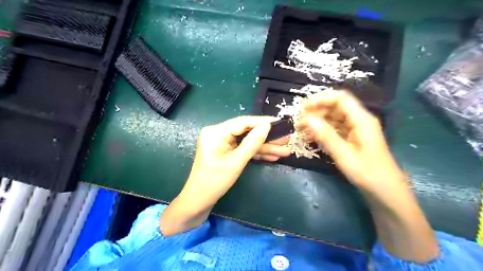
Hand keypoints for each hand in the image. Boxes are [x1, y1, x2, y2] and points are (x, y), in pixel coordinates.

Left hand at [162, 116, 289, 236]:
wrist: (198, 203)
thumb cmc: (214, 182)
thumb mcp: (236, 162)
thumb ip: (252, 143)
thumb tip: (267, 126)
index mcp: (216, 132)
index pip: (243, 122)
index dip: (262, 122)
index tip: (280, 122)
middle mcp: (218, 134)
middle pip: (247, 132)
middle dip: (267, 138)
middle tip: (286, 138)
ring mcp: (222, 144)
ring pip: (247, 142)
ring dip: (265, 148)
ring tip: (284, 150)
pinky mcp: (226, 153)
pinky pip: (243, 150)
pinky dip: (256, 154)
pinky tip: (272, 157)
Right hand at [301, 92, 403, 190]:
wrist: (385, 191)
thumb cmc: (368, 173)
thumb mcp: (344, 155)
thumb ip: (326, 135)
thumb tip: (308, 119)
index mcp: (362, 119)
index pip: (340, 99)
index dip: (322, 99)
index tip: (304, 108)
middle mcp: (359, 120)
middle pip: (336, 107)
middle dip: (317, 111)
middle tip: (300, 120)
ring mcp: (356, 130)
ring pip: (334, 118)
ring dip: (318, 121)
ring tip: (302, 128)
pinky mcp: (352, 139)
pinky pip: (335, 129)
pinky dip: (323, 131)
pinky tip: (312, 136)